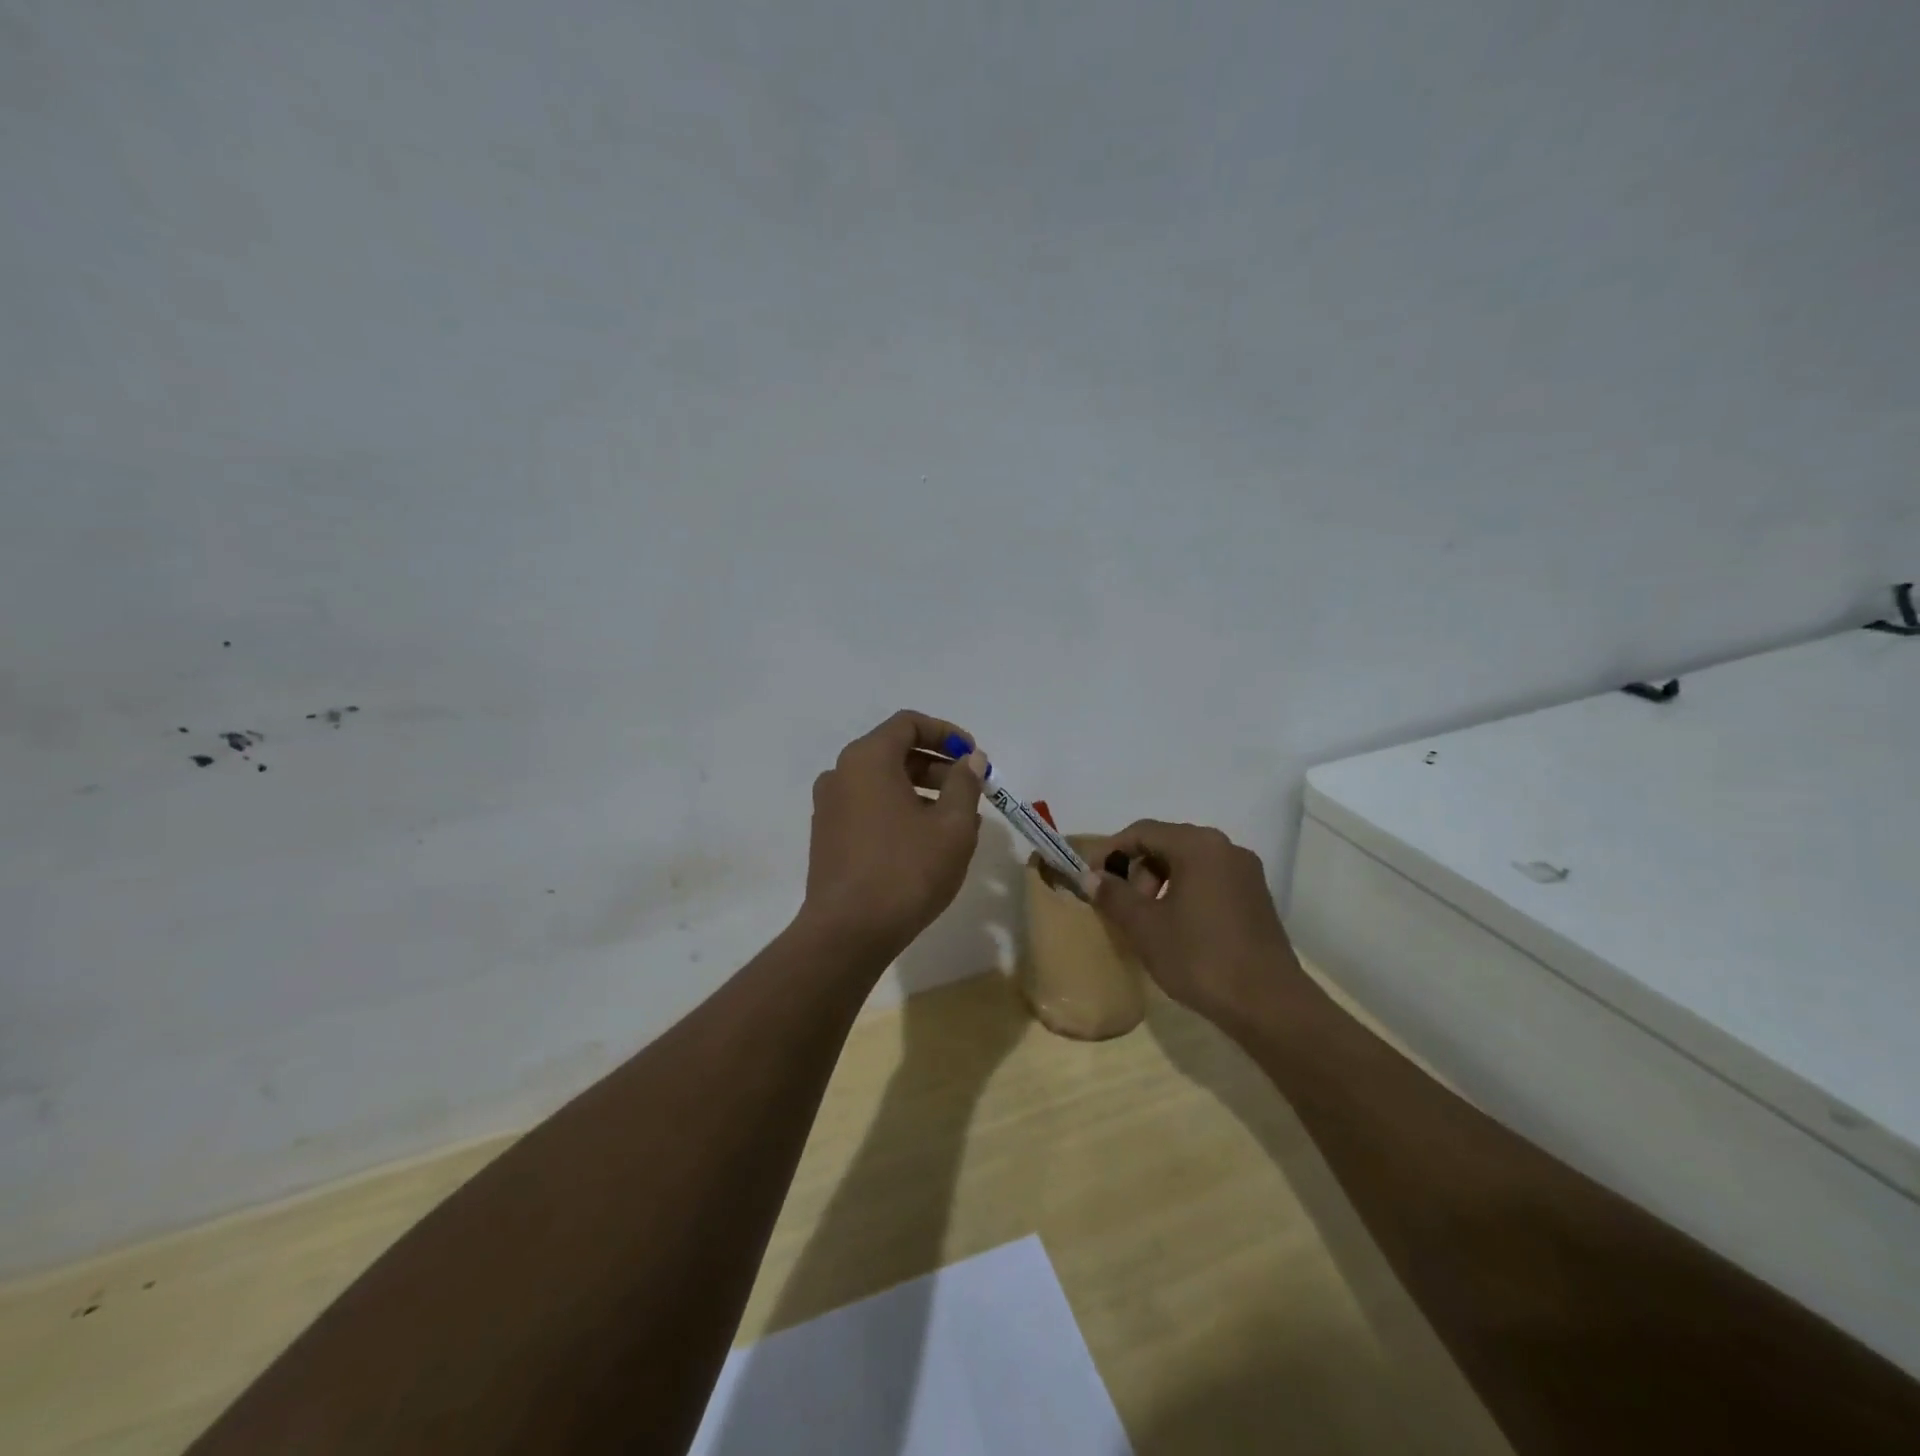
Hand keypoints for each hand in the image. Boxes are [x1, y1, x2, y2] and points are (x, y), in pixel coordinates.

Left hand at [799, 710, 986, 959]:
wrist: (847, 933)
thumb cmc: (906, 871)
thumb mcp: (952, 826)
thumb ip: (964, 783)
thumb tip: (970, 759)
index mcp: (867, 759)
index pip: (909, 723)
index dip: (946, 734)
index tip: (974, 757)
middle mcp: (841, 774)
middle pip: (894, 751)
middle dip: (937, 765)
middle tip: (971, 789)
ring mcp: (830, 806)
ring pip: (882, 782)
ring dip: (922, 790)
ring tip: (957, 820)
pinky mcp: (828, 836)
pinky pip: (869, 807)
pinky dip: (899, 810)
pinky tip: (927, 840)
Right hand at [1083, 820, 1301, 1031]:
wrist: (1268, 1004)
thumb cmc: (1199, 957)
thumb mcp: (1145, 927)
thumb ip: (1114, 895)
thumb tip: (1091, 877)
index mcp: (1198, 845)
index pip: (1142, 831)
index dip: (1111, 851)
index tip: (1091, 878)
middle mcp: (1225, 848)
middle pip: (1167, 844)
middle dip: (1138, 870)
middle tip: (1124, 906)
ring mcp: (1246, 873)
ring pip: (1189, 863)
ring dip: (1161, 883)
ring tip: (1149, 921)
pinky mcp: (1256, 898)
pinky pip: (1210, 881)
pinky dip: (1186, 893)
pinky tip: (1178, 928)